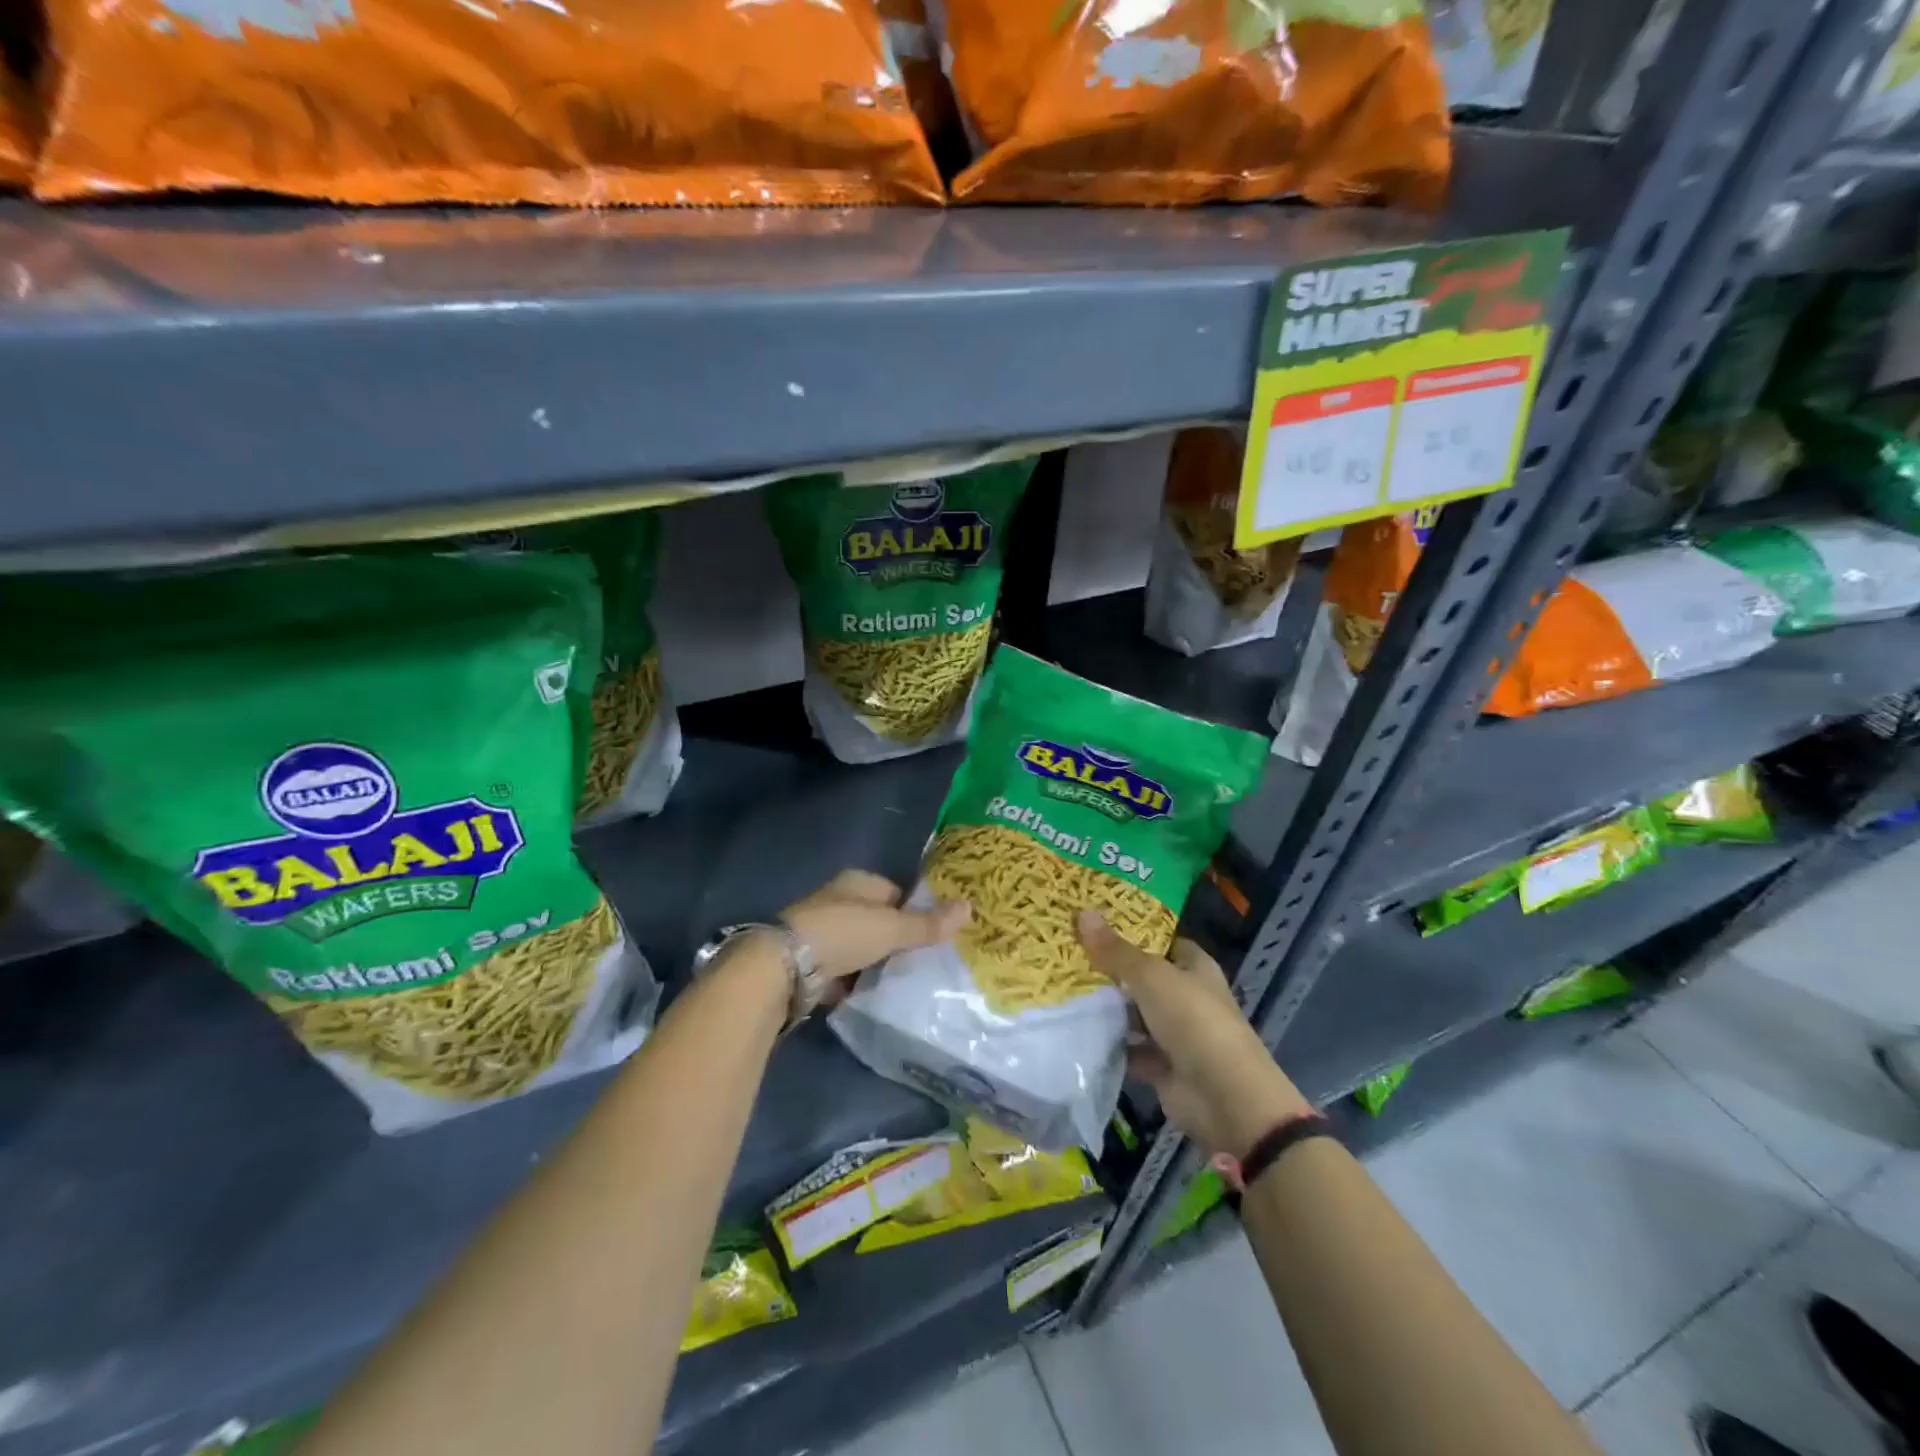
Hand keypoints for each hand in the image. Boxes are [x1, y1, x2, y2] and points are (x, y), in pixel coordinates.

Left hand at [782, 869, 969, 982]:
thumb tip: (969, 907)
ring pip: (861, 946)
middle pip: (878, 920)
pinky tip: (872, 993)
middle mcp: (838, 900)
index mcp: (857, 882)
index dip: (914, 912)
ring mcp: (822, 931)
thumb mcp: (892, 928)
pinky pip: (843, 969)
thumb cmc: (843, 933)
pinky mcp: (811, 961)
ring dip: (875, 962)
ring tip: (901, 981)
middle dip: (895, 939)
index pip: (896, 893)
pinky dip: (855, 980)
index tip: (932, 935)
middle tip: (920, 961)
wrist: (786, 966)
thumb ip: (928, 923)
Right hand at [1078, 911, 1310, 1159]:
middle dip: (1110, 970)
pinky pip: (1130, 1049)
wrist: (1224, 1097)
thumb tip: (1083, 913)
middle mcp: (1186, 996)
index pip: (1162, 941)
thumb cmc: (1193, 1020)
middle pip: (1144, 978)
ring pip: (1134, 1015)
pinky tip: (1077, 1031)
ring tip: (1063, 990)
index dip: (1133, 933)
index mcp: (1194, 967)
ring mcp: (1175, 1033)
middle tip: (1067, 954)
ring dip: (1107, 1009)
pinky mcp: (1162, 1066)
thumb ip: (1116, 951)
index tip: (1094, 925)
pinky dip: (1109, 1044)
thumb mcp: (1151, 977)